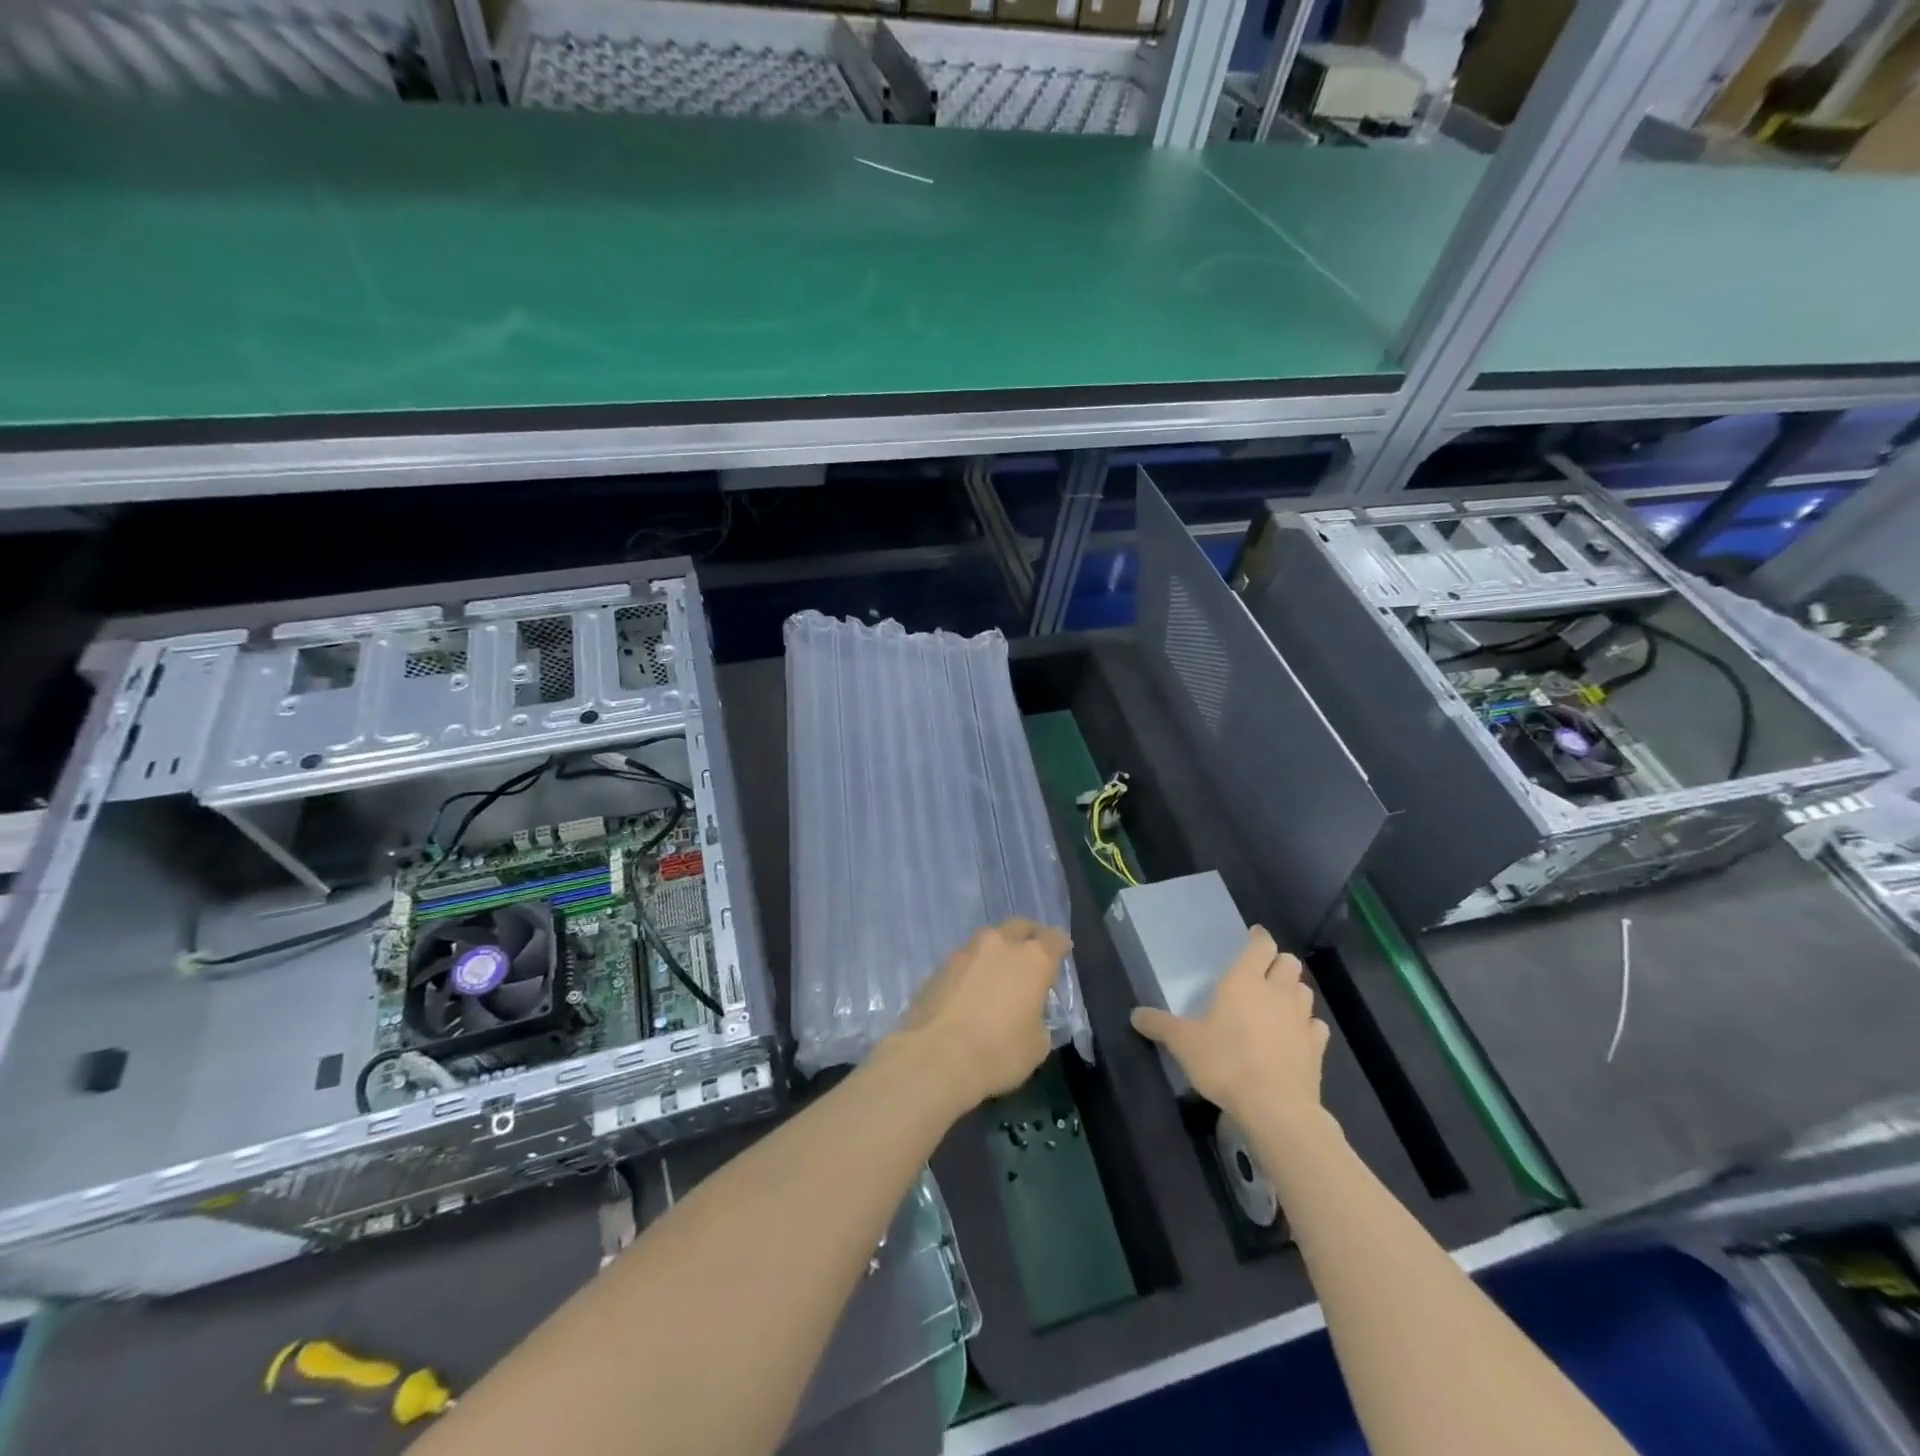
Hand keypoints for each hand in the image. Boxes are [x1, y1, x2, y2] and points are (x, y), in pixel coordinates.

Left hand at [889, 918, 1071, 1108]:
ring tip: (998, 976)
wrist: (936, 1057)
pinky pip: (965, 961)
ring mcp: (966, 952)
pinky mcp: (940, 967)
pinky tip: (971, 993)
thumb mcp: (1038, 1045)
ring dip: (997, 953)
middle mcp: (999, 944)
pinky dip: (973, 971)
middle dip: (1028, 937)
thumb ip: (1040, 1019)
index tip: (1063, 953)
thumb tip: (1031, 1014)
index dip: (1060, 945)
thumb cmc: (999, 1051)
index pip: (1054, 938)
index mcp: (1032, 959)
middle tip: (1032, 956)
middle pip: (1019, 927)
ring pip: (988, 942)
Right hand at [1131, 926, 1328, 1129]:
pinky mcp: (1316, 1048)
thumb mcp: (1183, 1043)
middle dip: (1278, 963)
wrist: (1275, 1107)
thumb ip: (1160, 1025)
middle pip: (1289, 962)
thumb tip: (1135, 1015)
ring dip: (1293, 991)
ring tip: (1277, 1003)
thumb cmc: (1225, 1062)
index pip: (1261, 945)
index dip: (1258, 938)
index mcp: (1245, 980)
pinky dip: (1307, 1025)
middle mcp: (1277, 992)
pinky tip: (1294, 1036)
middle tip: (1262, 973)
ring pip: (1304, 991)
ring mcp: (1301, 1019)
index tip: (1253, 937)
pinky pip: (1315, 1026)